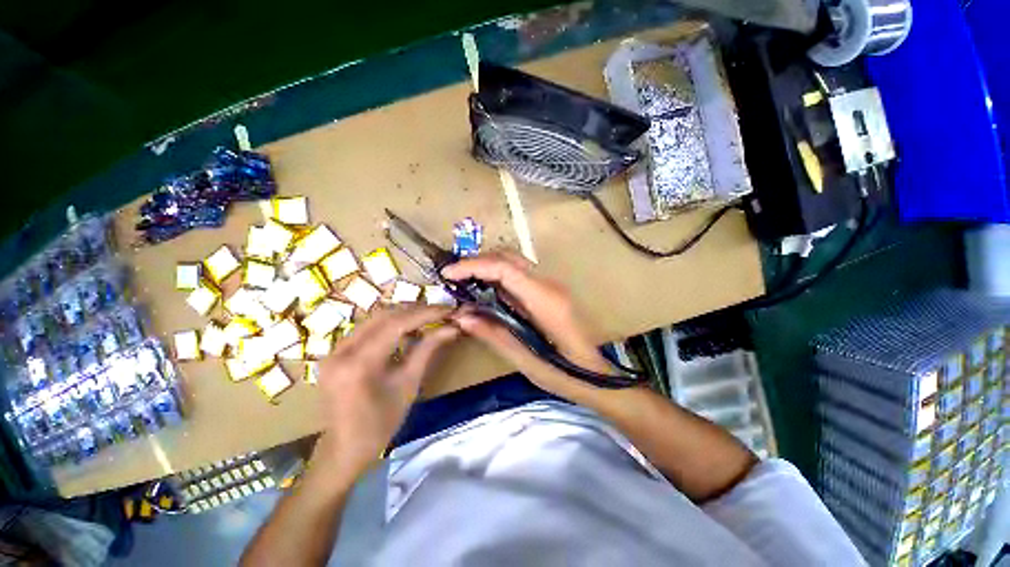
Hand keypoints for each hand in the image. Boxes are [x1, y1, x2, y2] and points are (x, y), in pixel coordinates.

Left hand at [314, 306, 459, 480]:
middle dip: (415, 311)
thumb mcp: (409, 384)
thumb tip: (452, 328)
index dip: (425, 313)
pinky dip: (389, 324)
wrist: (344, 449)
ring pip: (374, 318)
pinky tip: (406, 329)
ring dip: (403, 315)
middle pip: (384, 316)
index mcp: (359, 364)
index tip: (448, 310)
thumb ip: (428, 349)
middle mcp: (341, 351)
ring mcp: (334, 350)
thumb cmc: (381, 423)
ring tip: (427, 317)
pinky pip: (366, 328)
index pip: (396, 325)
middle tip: (440, 312)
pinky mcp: (335, 352)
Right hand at [442, 252, 612, 402]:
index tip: (448, 274)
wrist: (599, 377)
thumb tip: (461, 316)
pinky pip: (519, 275)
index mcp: (545, 300)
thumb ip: (493, 335)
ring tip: (463, 283)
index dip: (473, 266)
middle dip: (477, 262)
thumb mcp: (526, 361)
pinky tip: (485, 292)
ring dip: (487, 267)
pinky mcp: (549, 292)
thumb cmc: (566, 374)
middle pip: (509, 257)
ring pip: (514, 262)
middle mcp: (549, 285)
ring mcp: (551, 286)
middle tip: (453, 278)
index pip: (505, 268)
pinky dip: (498, 277)